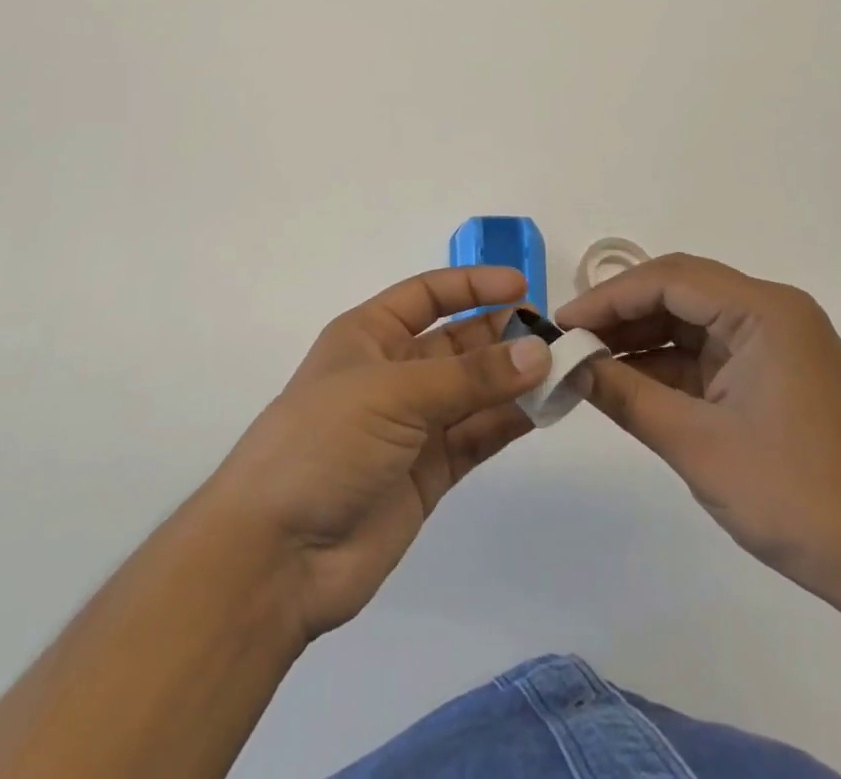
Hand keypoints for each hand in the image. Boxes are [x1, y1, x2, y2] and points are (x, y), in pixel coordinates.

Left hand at [200, 267, 550, 641]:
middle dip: (502, 335)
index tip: (522, 285)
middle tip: (554, 337)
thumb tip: (538, 352)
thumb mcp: (393, 393)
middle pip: (456, 343)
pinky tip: (544, 411)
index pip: (426, 295)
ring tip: (563, 371)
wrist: (277, 554)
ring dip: (513, 380)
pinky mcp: (427, 474)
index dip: (472, 285)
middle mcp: (391, 373)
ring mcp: (410, 426)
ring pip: (472, 391)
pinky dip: (508, 423)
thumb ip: (469, 376)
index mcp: (367, 336)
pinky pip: (476, 437)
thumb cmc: (323, 442)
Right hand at [556, 254, 840, 615]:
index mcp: (764, 312)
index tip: (563, 324)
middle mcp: (772, 312)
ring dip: (641, 340)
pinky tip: (627, 383)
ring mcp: (776, 342)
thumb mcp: (696, 445)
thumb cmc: (796, 498)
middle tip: (571, 340)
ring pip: (690, 321)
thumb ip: (626, 395)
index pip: (670, 279)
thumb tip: (569, 365)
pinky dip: (667, 365)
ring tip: (588, 362)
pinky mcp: (774, 372)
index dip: (609, 297)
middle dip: (621, 314)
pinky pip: (707, 353)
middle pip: (679, 291)